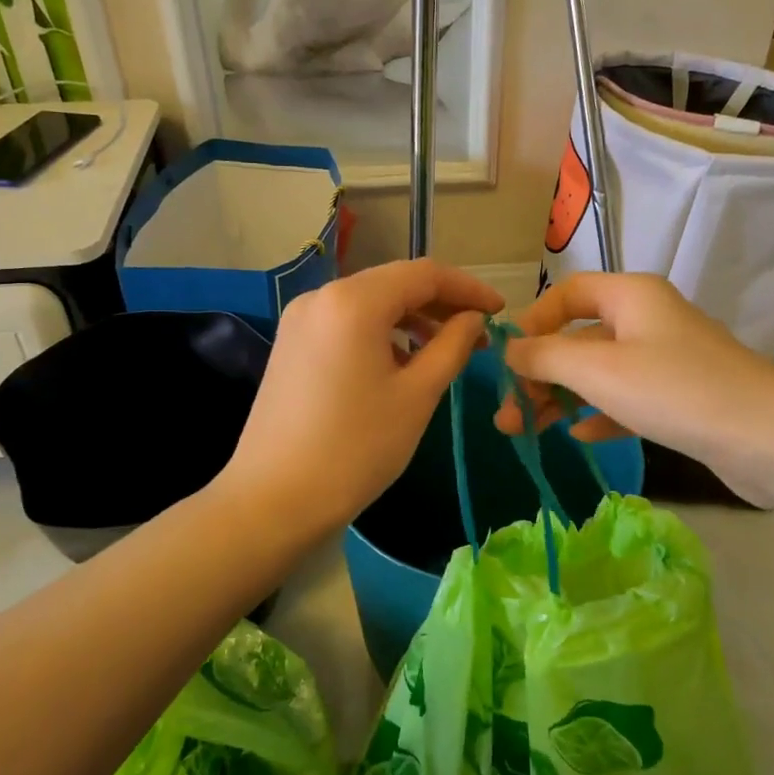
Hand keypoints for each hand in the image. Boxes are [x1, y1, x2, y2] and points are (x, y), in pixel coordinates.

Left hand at [217, 259, 502, 538]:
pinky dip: (380, 332)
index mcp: (354, 301)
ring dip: (411, 319)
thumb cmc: (356, 448)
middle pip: (394, 283)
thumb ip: (452, 346)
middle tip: (477, 334)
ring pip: (370, 303)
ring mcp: (300, 320)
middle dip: (440, 304)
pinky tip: (400, 362)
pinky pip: (346, 323)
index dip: (468, 288)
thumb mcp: (417, 396)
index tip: (500, 311)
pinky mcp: (291, 344)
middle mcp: (322, 296)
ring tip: (444, 350)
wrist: (274, 499)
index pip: (424, 274)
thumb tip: (474, 320)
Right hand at [494, 273, 773, 500]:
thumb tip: (509, 350)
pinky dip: (599, 412)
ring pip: (600, 372)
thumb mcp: (598, 370)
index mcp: (630, 295)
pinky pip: (627, 397)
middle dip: (540, 373)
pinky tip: (579, 435)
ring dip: (562, 398)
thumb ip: (546, 357)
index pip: (568, 293)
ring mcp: (667, 358)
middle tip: (508, 413)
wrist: (770, 438)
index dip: (534, 322)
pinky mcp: (680, 396)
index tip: (508, 360)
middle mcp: (648, 318)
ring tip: (527, 431)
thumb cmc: (675, 390)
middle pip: (579, 337)